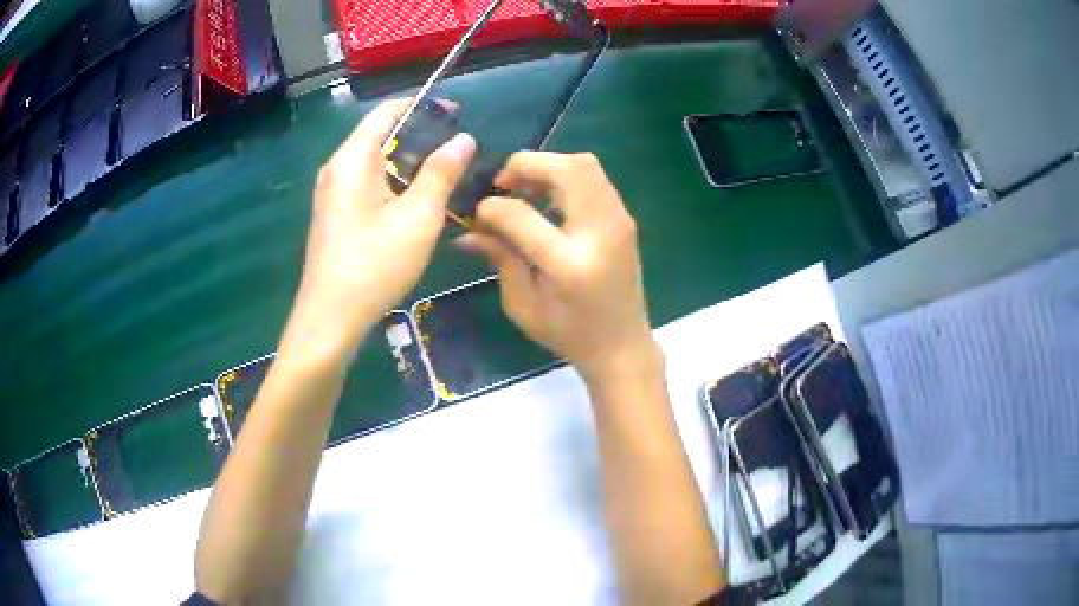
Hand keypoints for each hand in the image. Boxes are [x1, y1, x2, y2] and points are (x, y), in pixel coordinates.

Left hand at [281, 98, 475, 370]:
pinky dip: (396, 185)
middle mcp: (337, 169)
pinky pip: (370, 186)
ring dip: (411, 164)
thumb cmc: (373, 266)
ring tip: (448, 177)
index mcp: (351, 160)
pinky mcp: (337, 217)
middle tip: (460, 153)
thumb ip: (441, 173)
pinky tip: (419, 204)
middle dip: (422, 138)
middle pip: (382, 136)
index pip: (387, 112)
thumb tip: (463, 139)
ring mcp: (334, 195)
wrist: (330, 322)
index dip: (423, 107)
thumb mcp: (417, 217)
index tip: (458, 116)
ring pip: (378, 164)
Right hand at [458, 152, 659, 384]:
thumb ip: (499, 259)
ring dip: (548, 166)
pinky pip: (594, 177)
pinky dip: (566, 175)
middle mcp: (600, 232)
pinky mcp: (625, 218)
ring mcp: (619, 221)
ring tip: (525, 190)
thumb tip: (467, 231)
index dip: (492, 208)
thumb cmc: (569, 334)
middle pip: (564, 169)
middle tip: (503, 185)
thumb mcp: (523, 305)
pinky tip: (548, 199)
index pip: (522, 215)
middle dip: (525, 165)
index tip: (478, 214)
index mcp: (569, 264)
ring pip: (584, 163)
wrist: (622, 345)